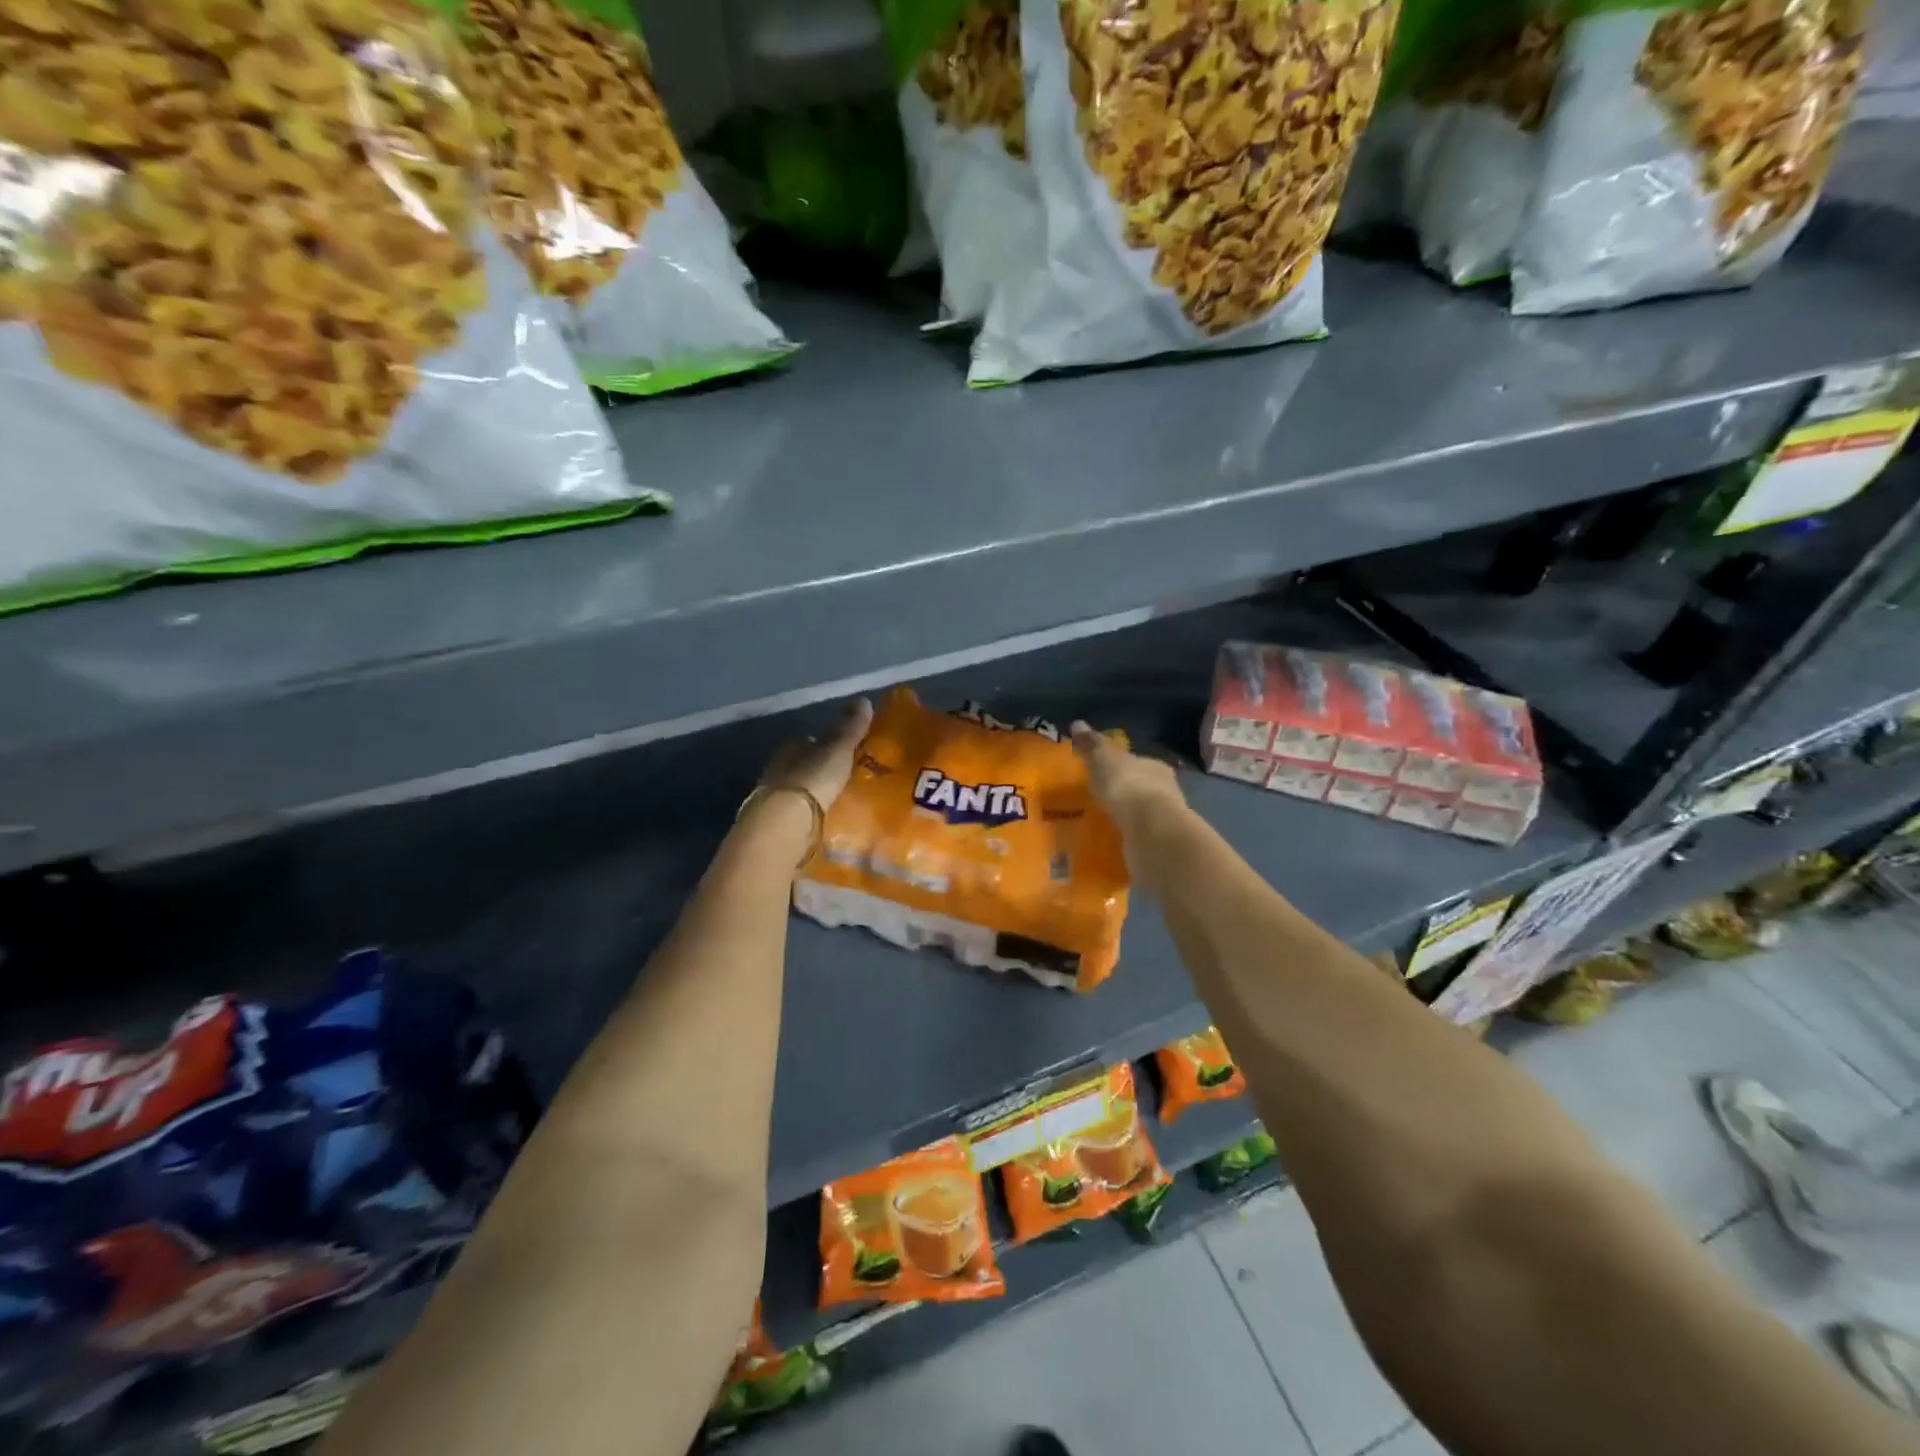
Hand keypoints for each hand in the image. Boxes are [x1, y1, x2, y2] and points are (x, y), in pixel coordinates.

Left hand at [761, 698, 873, 811]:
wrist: (787, 820)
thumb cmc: (813, 776)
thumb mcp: (838, 748)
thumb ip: (850, 727)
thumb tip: (863, 700)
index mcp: (791, 744)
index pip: (810, 739)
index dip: (828, 743)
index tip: (846, 752)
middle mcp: (779, 765)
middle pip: (804, 763)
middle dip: (822, 768)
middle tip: (846, 777)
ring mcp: (775, 793)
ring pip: (800, 787)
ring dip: (816, 791)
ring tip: (840, 799)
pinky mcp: (778, 818)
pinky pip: (799, 809)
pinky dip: (811, 810)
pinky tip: (826, 816)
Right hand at [1070, 721, 1185, 832]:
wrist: (1150, 830)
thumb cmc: (1126, 785)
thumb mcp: (1102, 759)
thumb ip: (1091, 745)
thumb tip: (1077, 724)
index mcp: (1154, 766)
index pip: (1136, 762)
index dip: (1119, 766)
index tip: (1102, 773)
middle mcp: (1164, 790)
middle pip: (1140, 787)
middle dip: (1122, 793)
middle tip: (1097, 800)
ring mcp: (1163, 819)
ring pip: (1140, 814)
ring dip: (1124, 817)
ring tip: (1099, 823)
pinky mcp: (1159, 844)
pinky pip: (1137, 837)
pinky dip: (1125, 837)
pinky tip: (1109, 842)